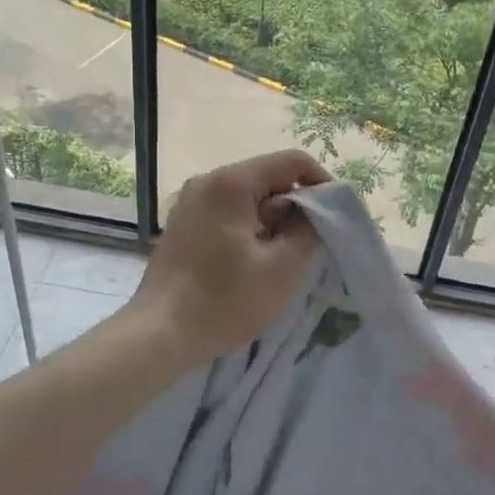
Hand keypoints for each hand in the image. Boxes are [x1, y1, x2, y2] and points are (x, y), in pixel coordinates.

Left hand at [130, 149, 331, 366]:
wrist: (159, 333)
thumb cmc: (225, 300)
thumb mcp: (283, 267)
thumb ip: (308, 228)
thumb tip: (316, 208)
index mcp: (231, 182)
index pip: (291, 161)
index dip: (322, 181)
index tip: (335, 214)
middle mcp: (207, 181)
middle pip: (267, 178)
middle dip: (294, 206)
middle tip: (310, 244)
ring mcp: (190, 203)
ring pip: (247, 198)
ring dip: (271, 221)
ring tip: (281, 258)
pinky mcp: (182, 225)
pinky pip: (227, 214)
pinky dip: (248, 229)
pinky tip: (252, 263)